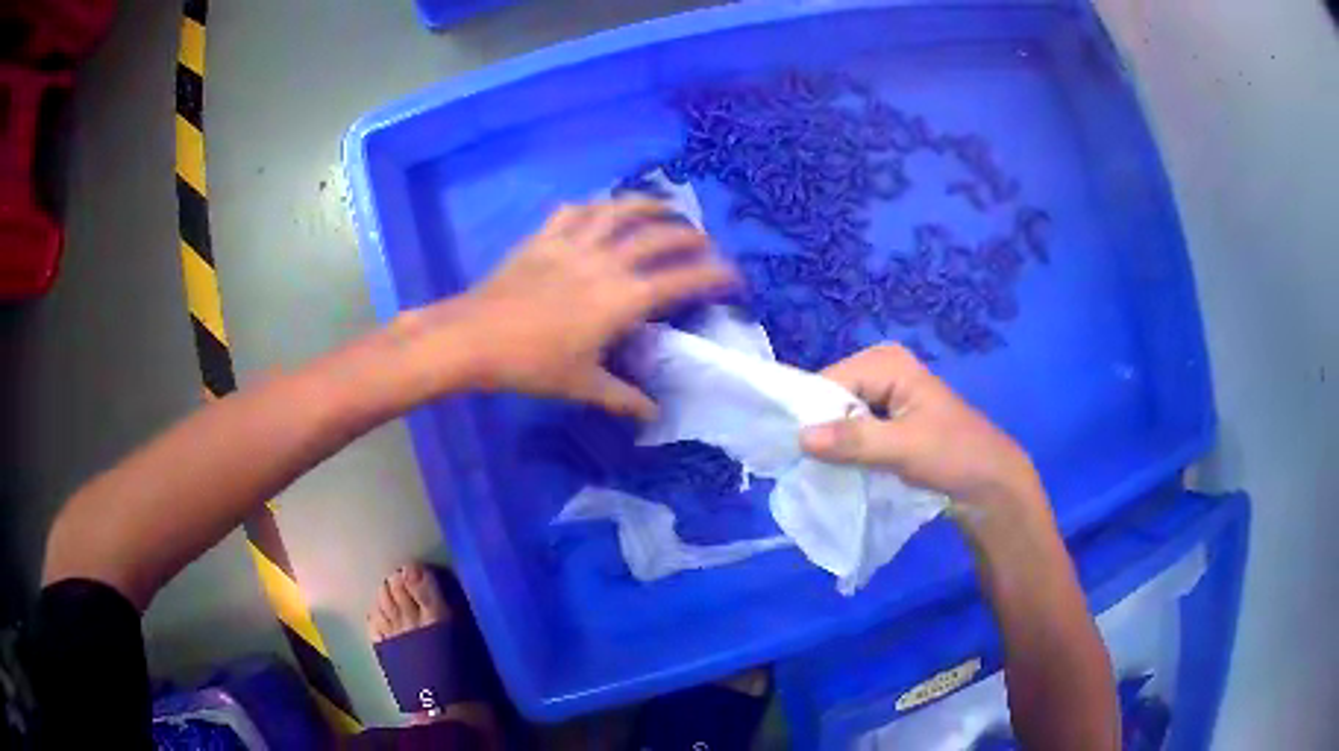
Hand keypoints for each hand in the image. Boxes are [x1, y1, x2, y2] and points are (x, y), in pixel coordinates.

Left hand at [392, 198, 736, 418]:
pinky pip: (575, 211)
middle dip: (689, 235)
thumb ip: (621, 397)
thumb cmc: (530, 365)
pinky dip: (594, 207)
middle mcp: (605, 262)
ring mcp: (573, 243)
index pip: (680, 280)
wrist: (474, 338)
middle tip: (703, 240)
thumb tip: (653, 414)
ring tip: (664, 208)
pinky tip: (600, 210)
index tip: (732, 275)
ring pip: (619, 210)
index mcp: (621, 299)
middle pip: (658, 236)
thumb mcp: (581, 385)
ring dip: (648, 205)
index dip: (712, 274)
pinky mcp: (544, 237)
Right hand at [800, 344, 1041, 512]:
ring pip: (839, 416)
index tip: (794, 452)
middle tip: (808, 465)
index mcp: (886, 362)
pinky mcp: (886, 421)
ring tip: (822, 470)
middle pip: (830, 397)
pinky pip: (852, 430)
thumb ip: (854, 440)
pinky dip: (844, 449)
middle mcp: (881, 370)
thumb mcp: (904, 448)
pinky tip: (840, 468)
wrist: (990, 485)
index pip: (828, 381)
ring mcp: (884, 395)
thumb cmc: (955, 456)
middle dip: (820, 429)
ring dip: (832, 442)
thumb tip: (800, 437)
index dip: (809, 414)